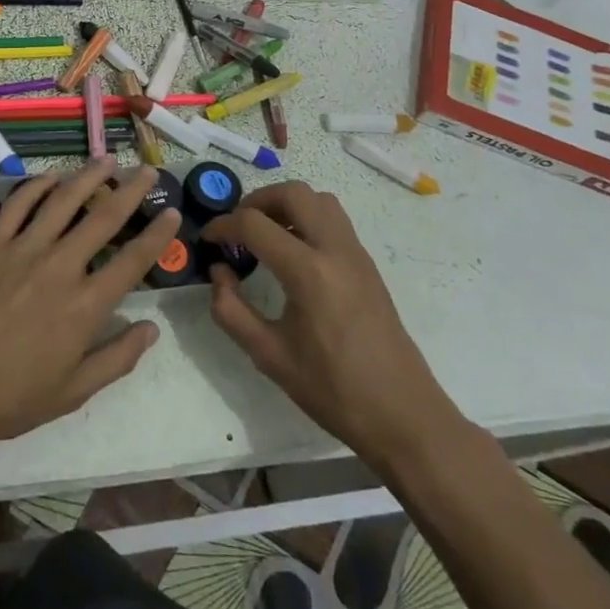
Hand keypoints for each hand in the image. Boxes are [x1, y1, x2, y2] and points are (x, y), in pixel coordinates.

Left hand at [0, 160, 178, 460]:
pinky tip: (51, 177)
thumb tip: (152, 329)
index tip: (172, 211)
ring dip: (89, 176)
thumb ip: (117, 359)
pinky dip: (38, 186)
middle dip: (130, 190)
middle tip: (146, 169)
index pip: (133, 260)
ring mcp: (22, 249)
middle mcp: (60, 267)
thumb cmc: (10, 398)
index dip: (157, 233)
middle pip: (103, 217)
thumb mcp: (73, 392)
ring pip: (63, 200)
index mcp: (85, 306)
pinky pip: (19, 204)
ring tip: (106, 160)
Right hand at [202, 181, 462, 456]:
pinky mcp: (367, 263)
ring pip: (318, 199)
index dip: (223, 225)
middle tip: (237, 227)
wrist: (402, 415)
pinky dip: (307, 217)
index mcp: (308, 272)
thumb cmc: (333, 390)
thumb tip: (219, 271)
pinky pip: (334, 219)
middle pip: (293, 193)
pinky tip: (292, 251)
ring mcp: (356, 253)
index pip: (254, 224)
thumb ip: (231, 309)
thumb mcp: (269, 356)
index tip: (207, 239)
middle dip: (257, 201)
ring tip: (264, 233)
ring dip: (286, 204)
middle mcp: (335, 250)